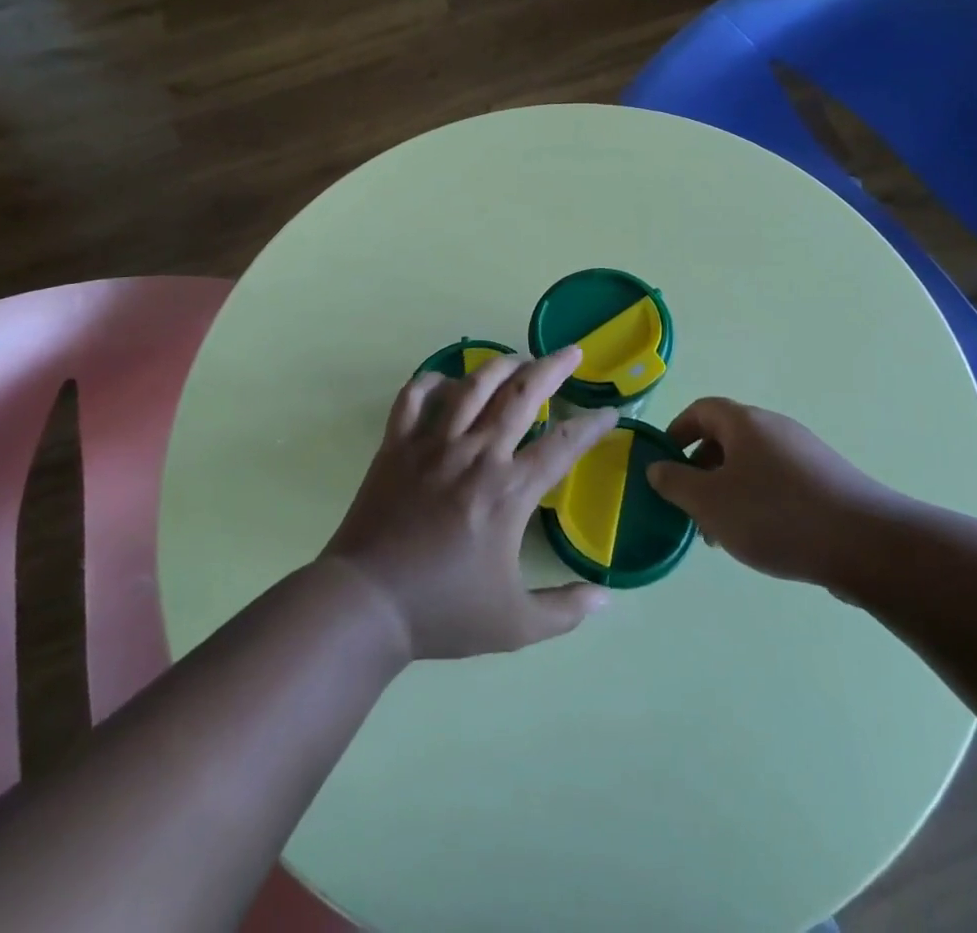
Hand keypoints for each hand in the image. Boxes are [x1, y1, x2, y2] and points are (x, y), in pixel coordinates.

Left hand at [322, 347, 615, 659]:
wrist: (366, 604)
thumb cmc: (442, 612)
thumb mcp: (515, 625)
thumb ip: (565, 610)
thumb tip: (607, 598)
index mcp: (509, 491)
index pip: (563, 445)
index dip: (592, 426)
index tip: (610, 413)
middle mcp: (476, 454)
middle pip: (521, 395)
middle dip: (552, 368)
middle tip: (572, 352)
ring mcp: (433, 444)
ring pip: (472, 385)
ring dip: (500, 365)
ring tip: (518, 357)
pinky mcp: (396, 444)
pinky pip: (414, 397)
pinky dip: (431, 381)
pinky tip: (446, 380)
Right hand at [649, 398, 900, 587]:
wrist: (865, 543)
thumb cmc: (775, 515)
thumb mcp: (710, 502)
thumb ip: (676, 483)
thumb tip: (657, 467)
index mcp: (744, 422)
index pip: (700, 409)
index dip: (676, 432)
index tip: (663, 464)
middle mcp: (775, 428)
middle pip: (726, 438)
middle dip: (701, 471)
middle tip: (690, 509)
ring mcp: (804, 453)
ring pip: (752, 464)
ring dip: (728, 491)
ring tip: (722, 535)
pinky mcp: (826, 480)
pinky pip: (778, 481)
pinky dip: (759, 501)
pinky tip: (762, 539)